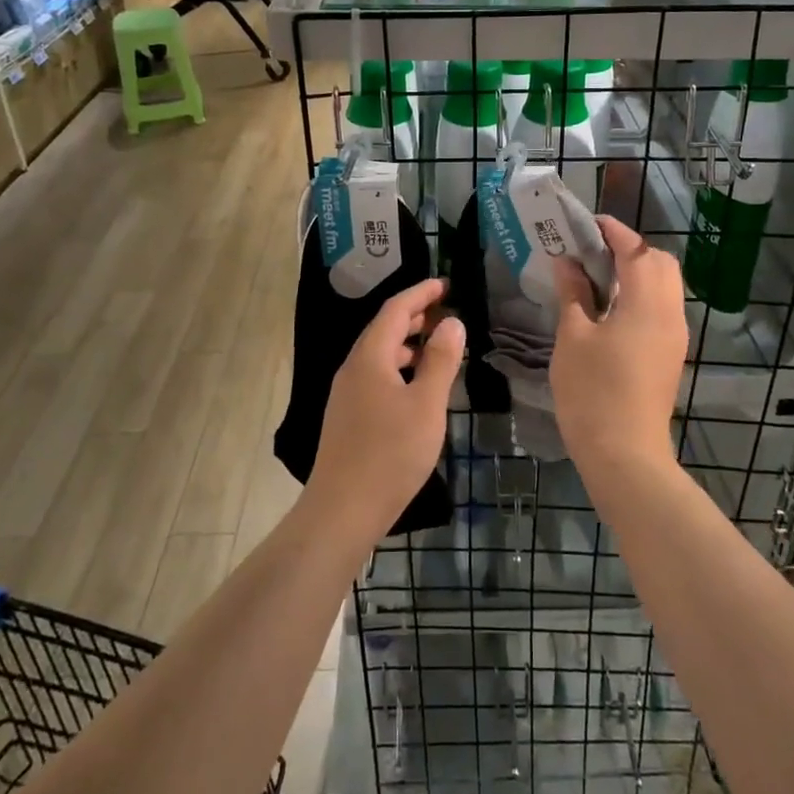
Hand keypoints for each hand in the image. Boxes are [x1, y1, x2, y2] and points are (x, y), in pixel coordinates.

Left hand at [309, 279, 464, 538]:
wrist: (342, 510)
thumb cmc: (390, 454)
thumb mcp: (426, 405)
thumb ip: (440, 361)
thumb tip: (452, 322)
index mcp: (369, 357)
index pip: (395, 309)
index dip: (420, 293)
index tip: (445, 284)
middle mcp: (353, 368)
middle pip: (383, 329)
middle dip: (414, 315)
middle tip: (445, 311)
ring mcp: (347, 393)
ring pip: (379, 354)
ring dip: (407, 343)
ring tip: (436, 344)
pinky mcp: (348, 416)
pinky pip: (375, 375)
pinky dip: (399, 367)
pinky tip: (416, 386)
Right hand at [551, 217, 686, 469]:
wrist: (625, 455)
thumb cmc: (593, 392)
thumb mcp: (573, 337)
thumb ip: (573, 294)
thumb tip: (568, 262)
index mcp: (648, 304)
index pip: (637, 250)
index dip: (614, 232)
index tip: (587, 224)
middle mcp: (671, 314)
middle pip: (660, 264)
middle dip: (630, 249)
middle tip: (592, 252)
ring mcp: (675, 337)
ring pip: (665, 287)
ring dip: (637, 272)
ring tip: (598, 276)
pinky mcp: (671, 355)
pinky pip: (662, 309)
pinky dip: (641, 295)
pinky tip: (610, 307)